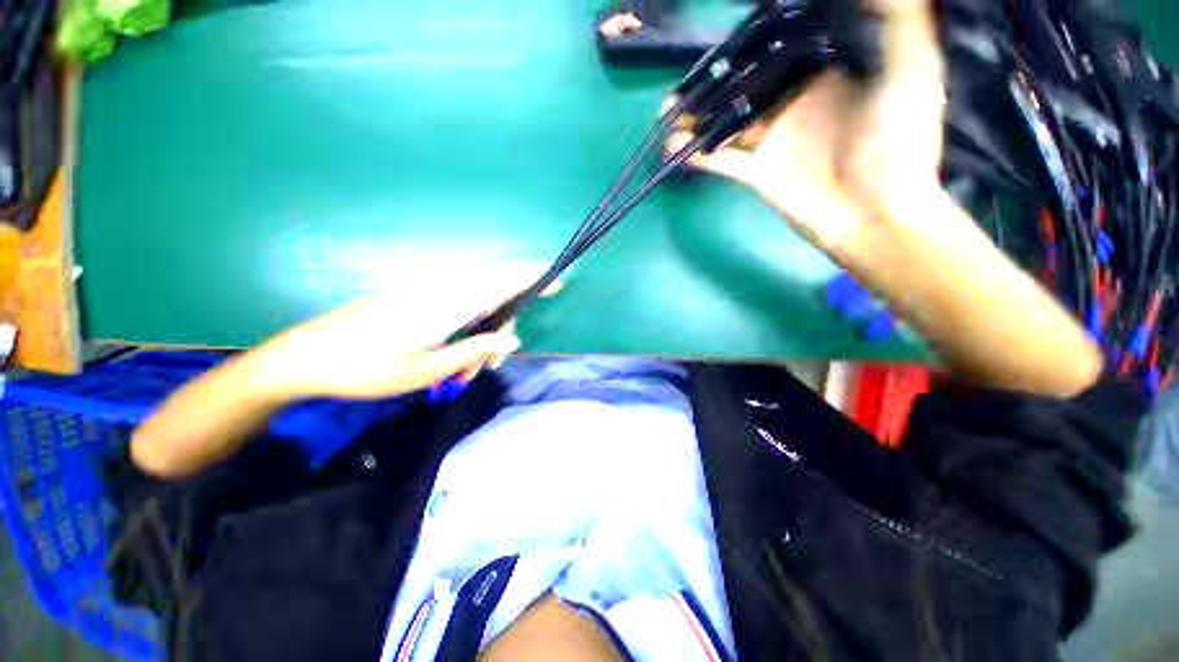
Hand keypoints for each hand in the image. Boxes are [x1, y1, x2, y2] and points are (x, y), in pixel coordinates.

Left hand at [259, 266, 555, 399]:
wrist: (307, 358)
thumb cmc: (367, 369)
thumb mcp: (427, 370)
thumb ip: (475, 351)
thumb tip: (512, 341)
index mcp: (446, 305)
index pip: (501, 283)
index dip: (531, 279)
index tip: (556, 282)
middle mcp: (440, 291)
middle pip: (492, 295)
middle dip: (500, 328)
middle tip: (488, 367)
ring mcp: (426, 294)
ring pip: (474, 305)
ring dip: (479, 335)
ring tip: (463, 372)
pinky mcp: (415, 299)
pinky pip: (456, 307)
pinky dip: (464, 331)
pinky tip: (451, 358)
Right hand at [672, 0, 945, 250]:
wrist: (875, 214)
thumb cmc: (900, 142)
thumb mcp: (913, 68)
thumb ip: (896, 20)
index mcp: (829, 74)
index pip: (784, 47)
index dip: (755, 38)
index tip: (731, 30)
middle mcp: (794, 103)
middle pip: (746, 84)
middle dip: (715, 79)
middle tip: (687, 74)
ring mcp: (772, 141)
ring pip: (726, 121)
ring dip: (696, 117)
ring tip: (668, 111)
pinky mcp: (756, 172)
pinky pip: (721, 159)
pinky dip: (697, 154)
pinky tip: (675, 147)